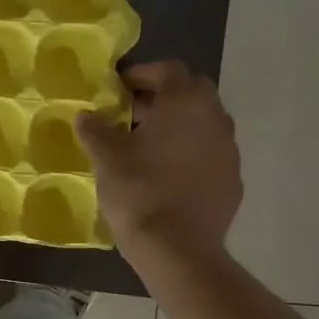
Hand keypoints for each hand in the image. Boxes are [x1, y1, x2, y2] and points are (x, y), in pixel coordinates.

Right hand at [75, 60, 241, 260]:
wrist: (178, 248)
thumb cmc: (139, 190)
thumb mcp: (106, 157)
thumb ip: (95, 129)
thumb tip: (85, 115)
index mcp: (186, 102)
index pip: (168, 70)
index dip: (141, 74)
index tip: (118, 88)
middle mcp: (215, 118)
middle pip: (190, 94)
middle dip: (161, 98)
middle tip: (131, 114)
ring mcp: (229, 150)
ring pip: (202, 124)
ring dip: (177, 126)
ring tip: (146, 145)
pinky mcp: (232, 180)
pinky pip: (209, 154)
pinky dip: (189, 154)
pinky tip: (166, 175)